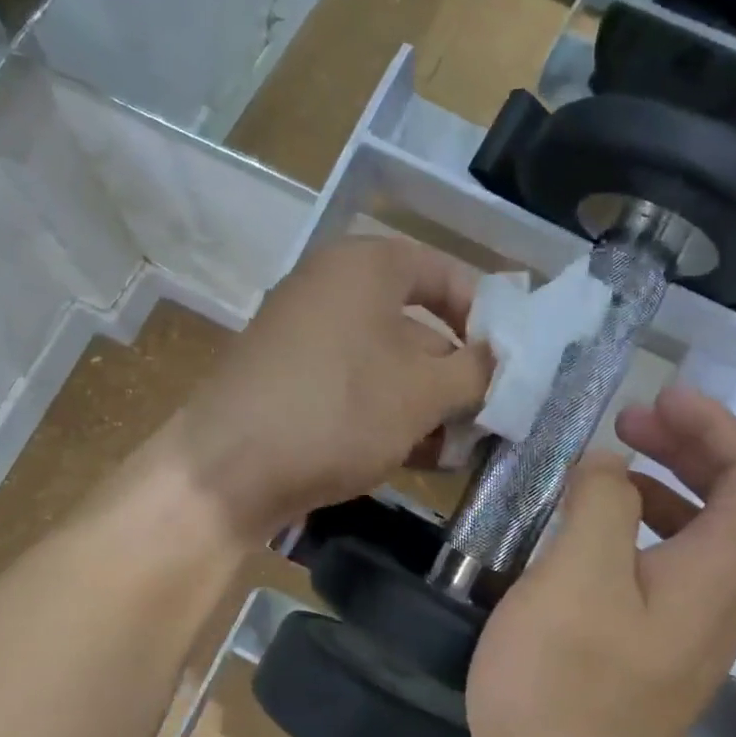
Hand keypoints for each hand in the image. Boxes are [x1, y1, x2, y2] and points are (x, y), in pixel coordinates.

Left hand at [165, 237, 491, 540]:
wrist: (227, 470)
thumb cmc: (338, 411)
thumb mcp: (423, 392)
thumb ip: (477, 372)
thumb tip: (500, 362)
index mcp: (366, 267)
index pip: (445, 274)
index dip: (485, 317)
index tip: (508, 365)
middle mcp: (331, 288)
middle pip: (417, 324)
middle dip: (456, 375)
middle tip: (487, 418)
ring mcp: (304, 336)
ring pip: (386, 364)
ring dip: (426, 405)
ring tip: (454, 450)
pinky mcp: (287, 380)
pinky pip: (353, 387)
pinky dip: (386, 415)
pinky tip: (414, 457)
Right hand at [467, 385, 735, 736]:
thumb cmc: (564, 683)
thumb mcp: (575, 575)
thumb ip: (601, 502)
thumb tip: (610, 469)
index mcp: (716, 574)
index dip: (716, 425)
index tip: (659, 398)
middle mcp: (721, 601)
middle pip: (734, 502)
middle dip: (687, 448)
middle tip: (625, 424)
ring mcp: (690, 633)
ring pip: (698, 536)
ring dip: (661, 487)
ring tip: (601, 473)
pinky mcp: (656, 655)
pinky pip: (666, 570)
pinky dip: (638, 532)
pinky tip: (585, 539)